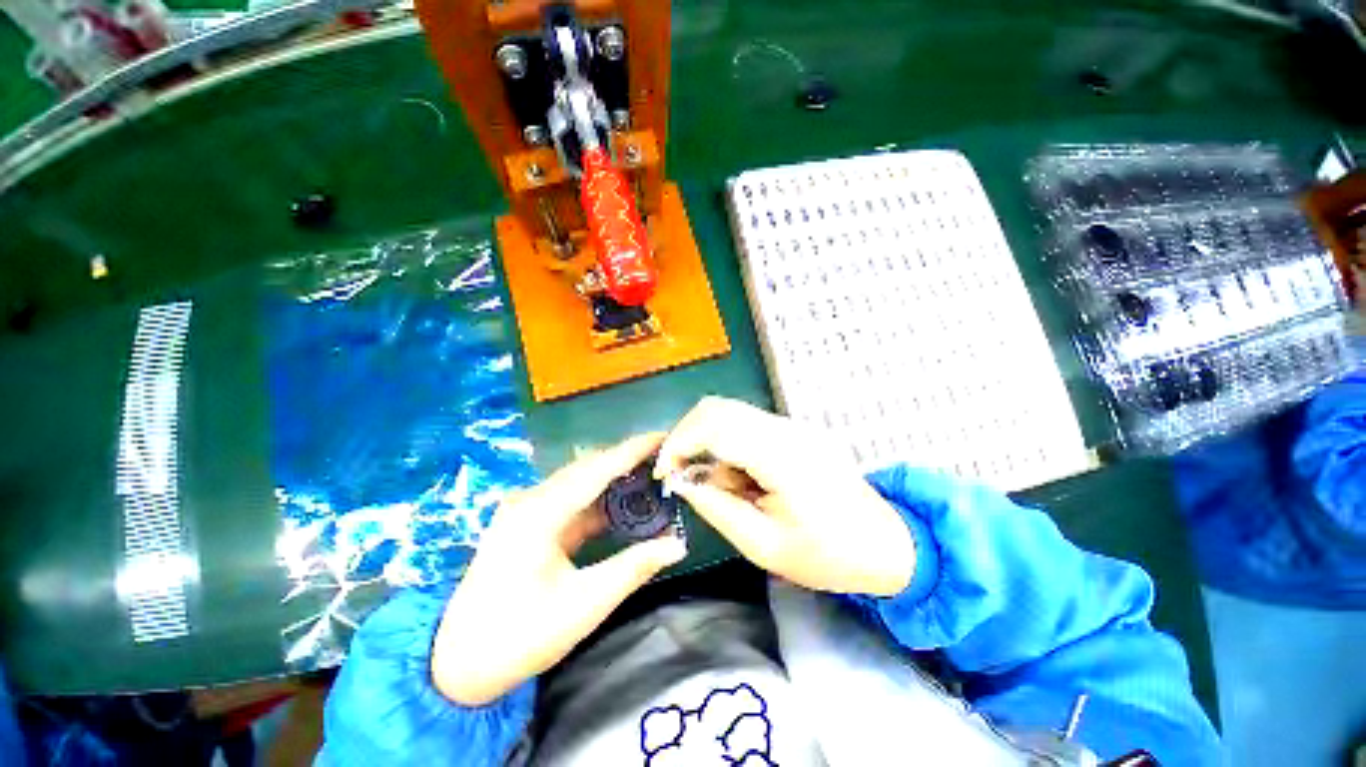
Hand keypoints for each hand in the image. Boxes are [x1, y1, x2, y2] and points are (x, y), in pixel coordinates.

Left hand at [431, 433, 687, 706]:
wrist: (457, 666)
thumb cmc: (519, 638)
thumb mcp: (584, 605)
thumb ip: (634, 568)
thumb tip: (678, 543)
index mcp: (540, 513)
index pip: (596, 468)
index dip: (633, 450)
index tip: (664, 436)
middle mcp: (532, 500)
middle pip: (589, 467)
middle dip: (627, 459)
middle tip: (665, 457)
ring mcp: (528, 509)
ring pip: (581, 481)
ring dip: (616, 477)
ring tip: (652, 473)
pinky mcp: (530, 522)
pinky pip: (573, 499)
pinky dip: (602, 498)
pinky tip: (625, 501)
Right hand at [655, 397, 914, 597]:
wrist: (886, 544)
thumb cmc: (828, 555)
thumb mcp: (764, 546)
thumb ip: (717, 508)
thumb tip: (682, 481)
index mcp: (784, 458)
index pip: (716, 426)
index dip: (679, 443)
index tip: (664, 473)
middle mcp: (787, 430)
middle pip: (718, 408)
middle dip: (687, 436)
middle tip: (680, 473)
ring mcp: (793, 426)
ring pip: (729, 414)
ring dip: (709, 443)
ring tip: (721, 486)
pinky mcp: (794, 430)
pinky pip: (745, 426)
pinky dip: (727, 446)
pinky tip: (740, 479)